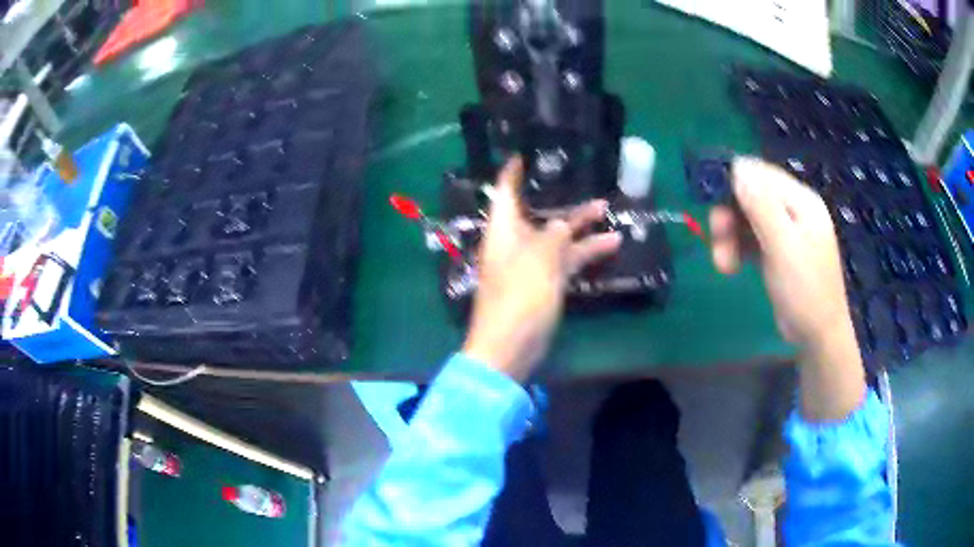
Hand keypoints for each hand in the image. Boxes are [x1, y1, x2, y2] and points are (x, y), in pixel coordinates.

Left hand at [462, 158, 621, 381]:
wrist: (510, 347)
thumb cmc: (519, 297)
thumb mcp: (540, 259)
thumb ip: (555, 236)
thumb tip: (564, 225)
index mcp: (503, 231)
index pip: (505, 193)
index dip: (512, 173)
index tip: (521, 155)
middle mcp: (515, 244)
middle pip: (539, 215)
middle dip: (562, 201)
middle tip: (583, 183)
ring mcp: (531, 266)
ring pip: (557, 239)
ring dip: (581, 227)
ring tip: (608, 211)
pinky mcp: (544, 286)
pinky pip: (565, 262)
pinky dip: (584, 254)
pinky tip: (611, 245)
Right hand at [710, 158, 864, 421]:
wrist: (817, 336)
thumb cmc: (806, 291)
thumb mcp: (784, 247)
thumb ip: (761, 206)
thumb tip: (736, 166)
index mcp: (801, 201)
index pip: (761, 173)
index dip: (733, 181)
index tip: (708, 200)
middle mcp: (793, 210)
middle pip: (750, 195)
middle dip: (729, 215)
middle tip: (716, 240)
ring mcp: (785, 231)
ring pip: (746, 218)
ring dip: (729, 236)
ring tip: (722, 264)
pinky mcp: (776, 251)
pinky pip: (750, 238)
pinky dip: (737, 248)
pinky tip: (730, 267)